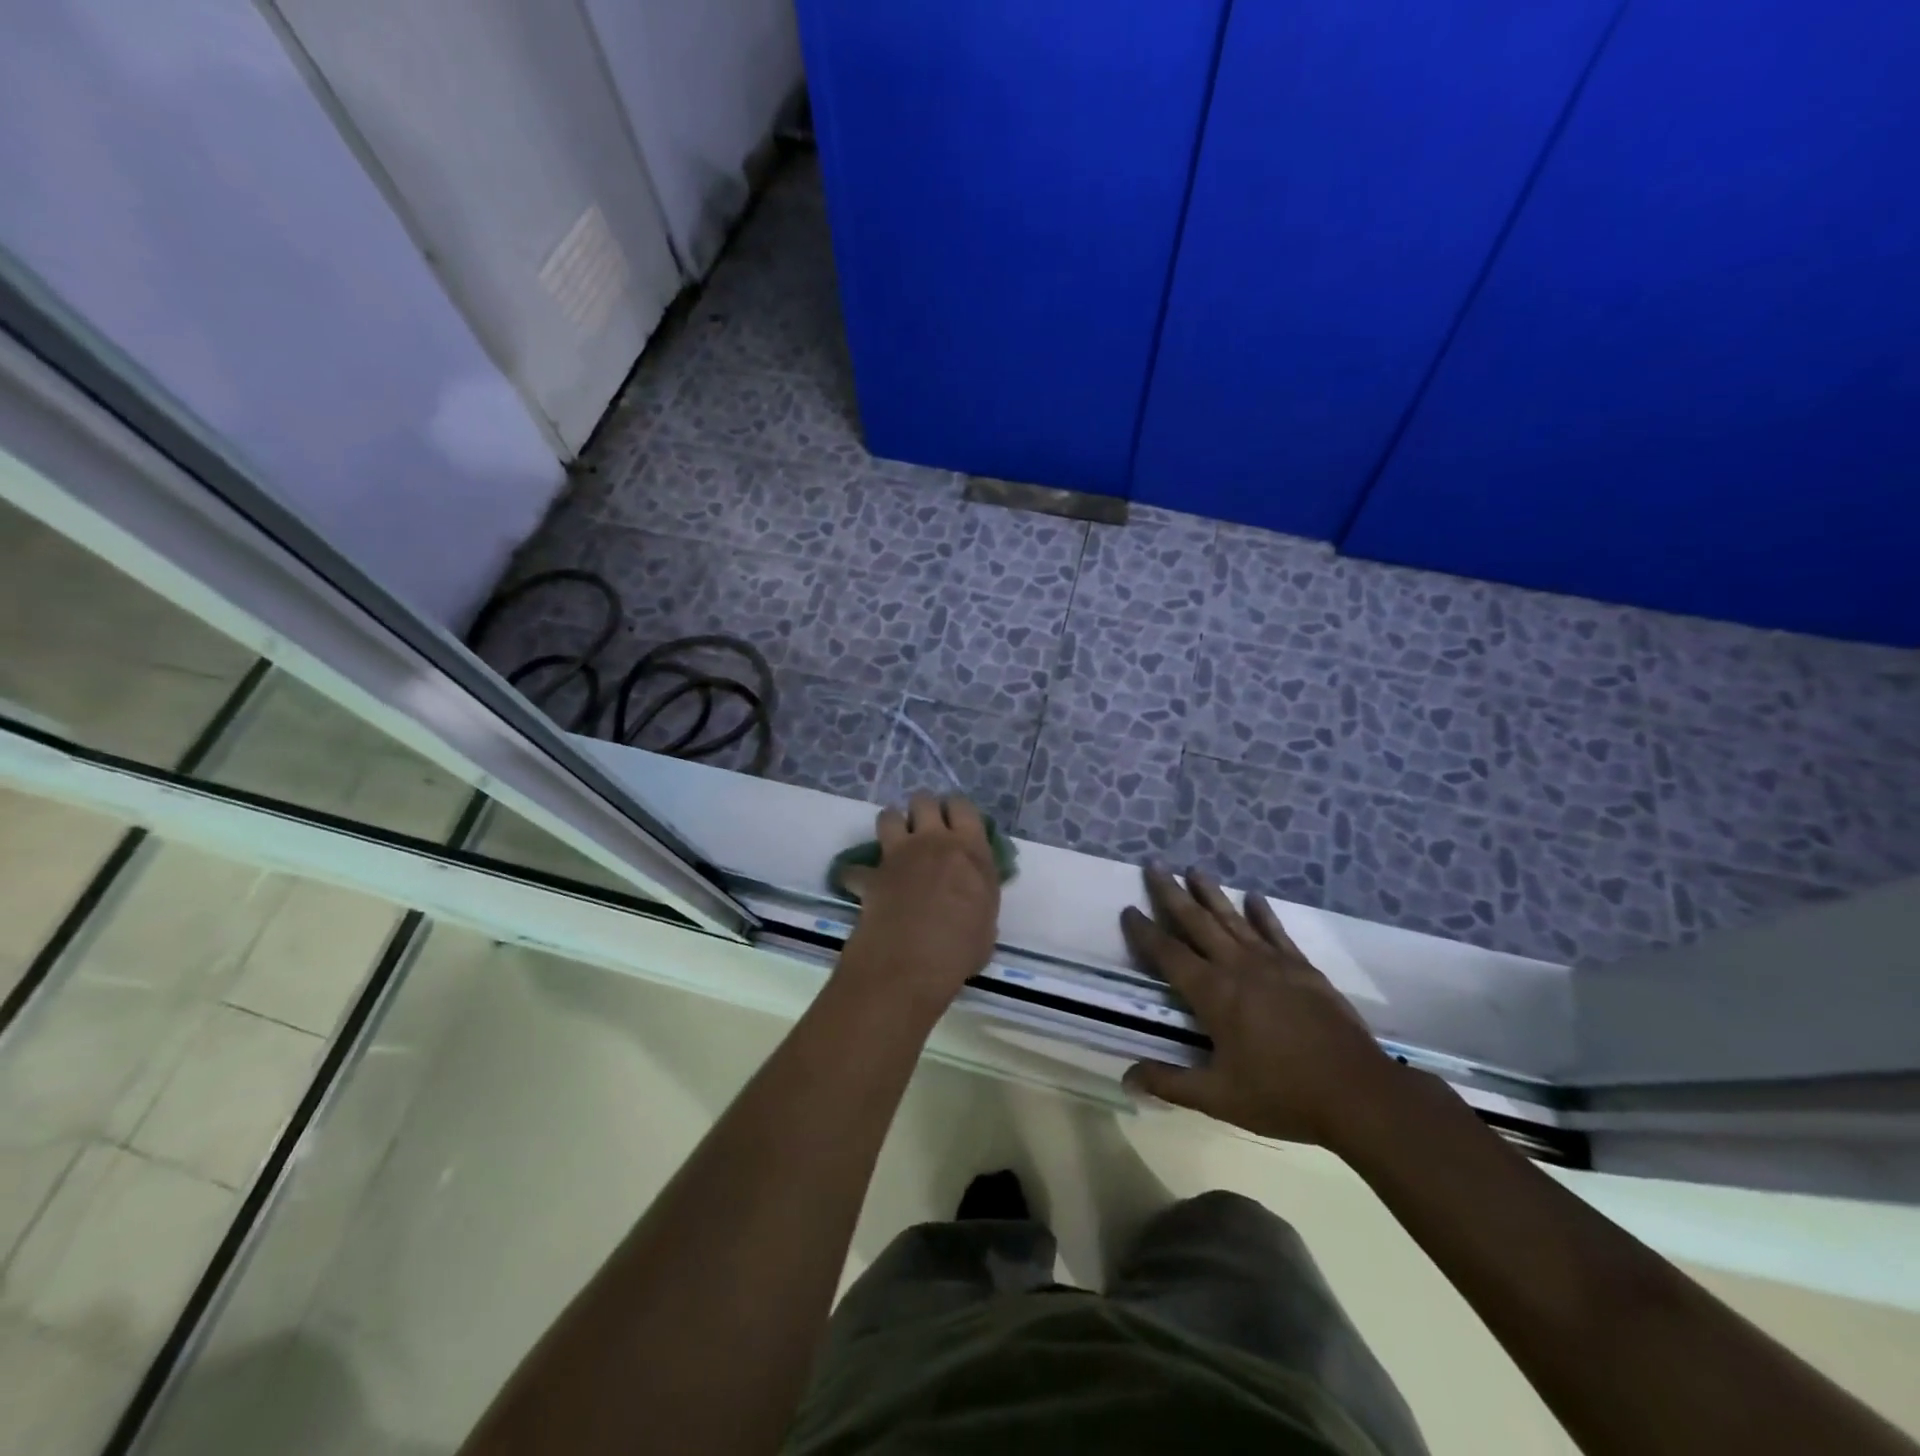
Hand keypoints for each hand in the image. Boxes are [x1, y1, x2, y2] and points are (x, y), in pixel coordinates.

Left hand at [837, 793, 1001, 1012]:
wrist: (913, 961)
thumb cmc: (962, 946)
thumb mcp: (987, 919)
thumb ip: (979, 895)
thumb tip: (972, 896)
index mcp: (970, 849)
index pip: (963, 807)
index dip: (956, 810)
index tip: (955, 822)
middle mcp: (933, 841)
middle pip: (923, 801)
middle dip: (922, 809)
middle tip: (925, 828)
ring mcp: (899, 854)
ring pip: (889, 815)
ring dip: (892, 825)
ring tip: (895, 842)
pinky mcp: (872, 874)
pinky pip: (856, 868)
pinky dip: (856, 875)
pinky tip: (861, 885)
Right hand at [1122, 866, 1398, 1150]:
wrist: (1358, 1093)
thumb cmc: (1283, 1095)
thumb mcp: (1219, 1098)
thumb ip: (1171, 1083)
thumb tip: (1127, 1078)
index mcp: (1213, 994)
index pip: (1169, 954)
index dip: (1145, 932)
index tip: (1128, 909)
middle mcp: (1238, 967)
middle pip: (1197, 921)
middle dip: (1172, 893)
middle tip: (1154, 865)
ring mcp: (1273, 963)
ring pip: (1234, 919)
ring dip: (1211, 893)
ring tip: (1194, 869)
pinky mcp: (1303, 968)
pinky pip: (1275, 931)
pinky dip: (1262, 913)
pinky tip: (1254, 897)